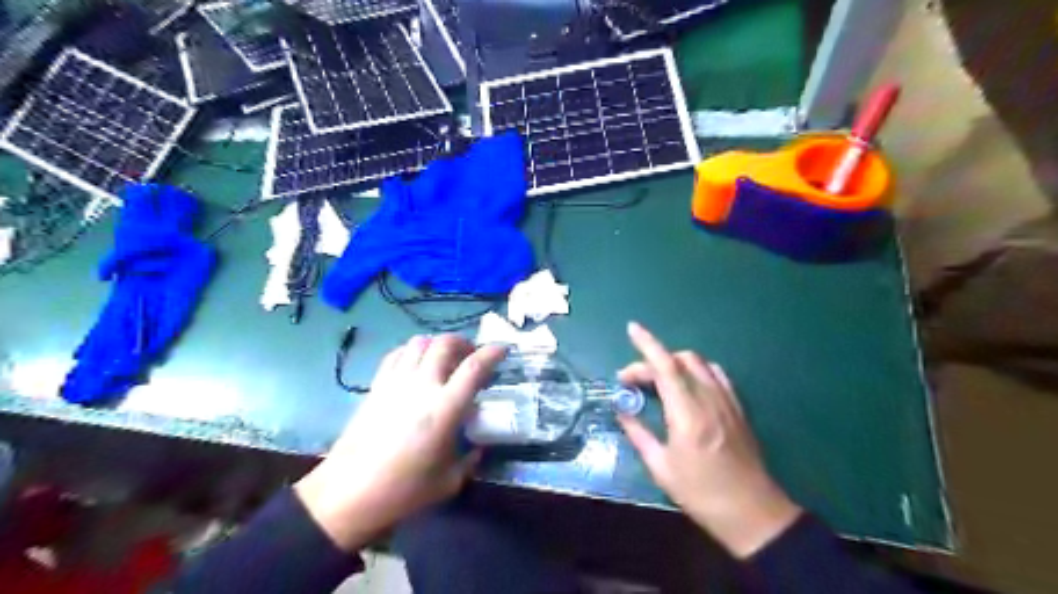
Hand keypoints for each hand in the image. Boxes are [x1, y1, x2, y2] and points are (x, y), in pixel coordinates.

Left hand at [295, 334, 505, 552]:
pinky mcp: (376, 386)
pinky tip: (417, 365)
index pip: (474, 367)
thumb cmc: (403, 491)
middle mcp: (421, 386)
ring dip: (438, 344)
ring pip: (419, 343)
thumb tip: (478, 447)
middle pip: (445, 344)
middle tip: (472, 356)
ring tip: (445, 359)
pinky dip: (412, 351)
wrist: (348, 494)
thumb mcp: (449, 481)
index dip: (492, 353)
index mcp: (445, 409)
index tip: (503, 350)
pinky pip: (397, 354)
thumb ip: (470, 459)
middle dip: (464, 343)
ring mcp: (396, 382)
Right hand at [617, 321, 797, 557]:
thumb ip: (638, 433)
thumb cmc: (701, 493)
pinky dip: (696, 370)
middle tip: (632, 382)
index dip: (647, 344)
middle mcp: (709, 399)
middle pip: (680, 360)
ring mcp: (727, 401)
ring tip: (658, 382)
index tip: (631, 329)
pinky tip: (688, 385)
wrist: (752, 512)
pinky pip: (716, 375)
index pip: (665, 366)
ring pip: (699, 363)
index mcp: (687, 414)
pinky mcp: (738, 407)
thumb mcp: (661, 467)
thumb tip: (622, 410)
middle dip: (652, 361)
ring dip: (674, 363)